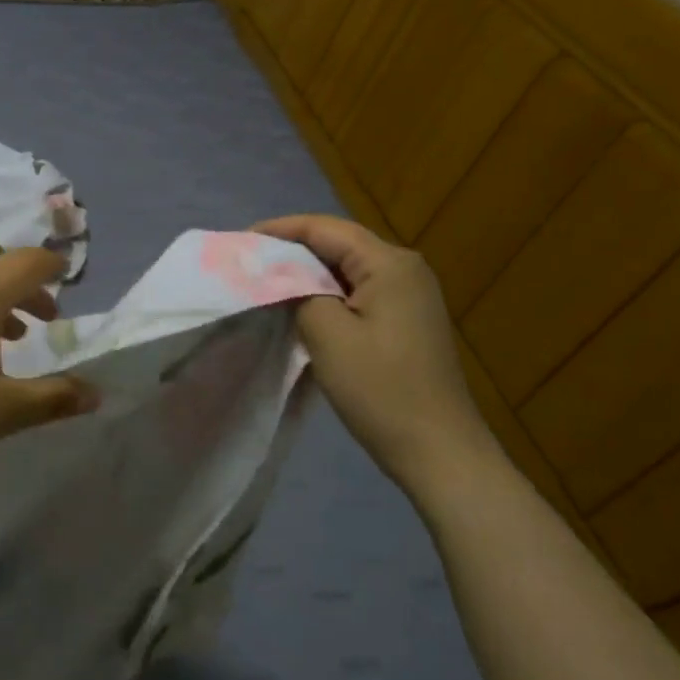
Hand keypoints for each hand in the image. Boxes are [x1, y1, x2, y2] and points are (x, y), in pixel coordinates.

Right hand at [253, 215, 498, 487]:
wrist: (439, 451)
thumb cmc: (381, 389)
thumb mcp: (327, 335)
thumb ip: (298, 292)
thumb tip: (279, 273)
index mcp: (389, 263)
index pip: (324, 228)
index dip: (280, 229)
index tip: (240, 241)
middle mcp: (404, 268)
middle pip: (337, 244)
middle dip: (291, 249)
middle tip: (247, 261)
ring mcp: (409, 294)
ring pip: (346, 269)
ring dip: (307, 273)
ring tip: (265, 281)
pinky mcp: (406, 319)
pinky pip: (357, 291)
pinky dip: (325, 293)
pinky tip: (299, 306)